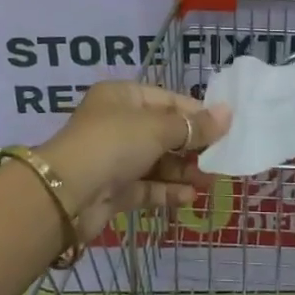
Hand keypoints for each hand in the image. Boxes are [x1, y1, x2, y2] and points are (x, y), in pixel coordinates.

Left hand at [37, 82, 230, 242]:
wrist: (67, 195)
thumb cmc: (114, 144)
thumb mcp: (158, 129)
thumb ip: (193, 126)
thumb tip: (228, 114)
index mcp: (122, 96)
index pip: (167, 99)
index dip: (196, 113)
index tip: (225, 127)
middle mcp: (117, 123)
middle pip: (163, 131)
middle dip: (192, 145)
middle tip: (222, 157)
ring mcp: (114, 158)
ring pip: (157, 161)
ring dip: (183, 170)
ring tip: (210, 180)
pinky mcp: (113, 190)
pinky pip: (147, 186)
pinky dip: (168, 190)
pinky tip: (190, 197)